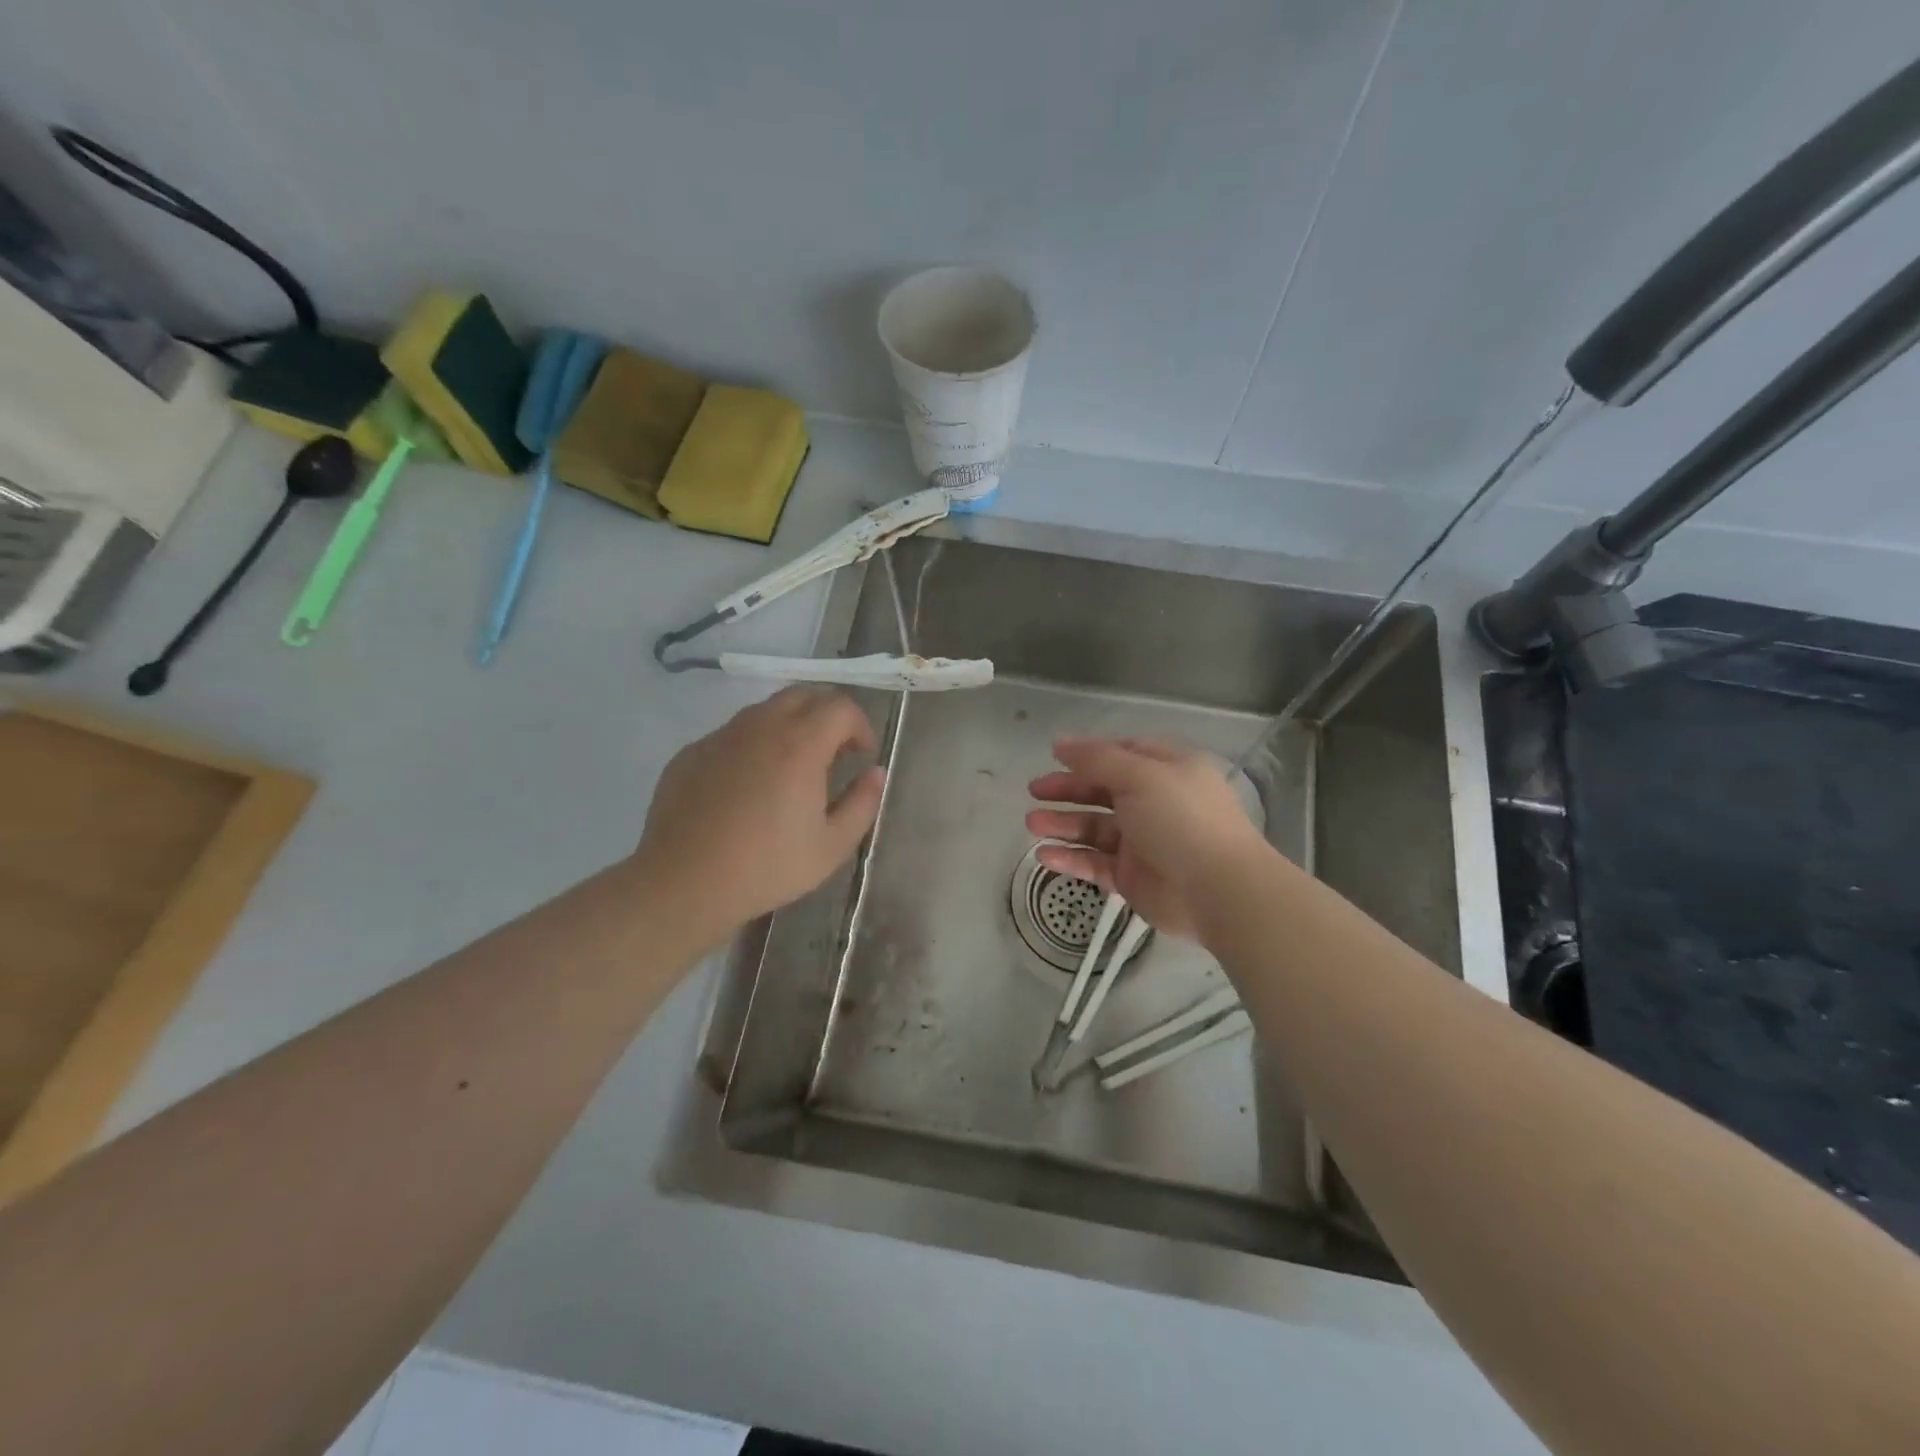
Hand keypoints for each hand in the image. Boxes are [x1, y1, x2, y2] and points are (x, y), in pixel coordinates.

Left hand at [635, 687, 885, 946]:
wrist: (683, 883)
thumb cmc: (766, 867)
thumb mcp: (832, 847)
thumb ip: (863, 803)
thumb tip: (875, 773)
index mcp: (800, 745)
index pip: (840, 707)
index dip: (860, 725)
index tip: (861, 754)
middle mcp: (760, 727)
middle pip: (803, 695)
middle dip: (827, 715)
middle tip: (834, 752)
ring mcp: (721, 736)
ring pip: (765, 711)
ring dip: (790, 726)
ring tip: (792, 768)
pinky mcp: (692, 752)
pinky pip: (732, 734)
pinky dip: (754, 745)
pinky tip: (749, 786)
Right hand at [1026, 737, 1267, 939]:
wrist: (1218, 890)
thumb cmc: (1181, 819)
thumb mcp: (1139, 775)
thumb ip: (1096, 758)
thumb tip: (1060, 742)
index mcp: (1167, 771)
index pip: (1124, 754)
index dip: (1089, 754)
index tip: (1055, 757)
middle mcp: (1155, 803)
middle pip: (1103, 790)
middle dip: (1068, 789)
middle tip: (1034, 791)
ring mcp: (1143, 842)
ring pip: (1094, 828)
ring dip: (1062, 824)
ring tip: (1031, 823)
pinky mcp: (1132, 877)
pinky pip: (1094, 863)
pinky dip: (1070, 858)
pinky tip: (1043, 856)